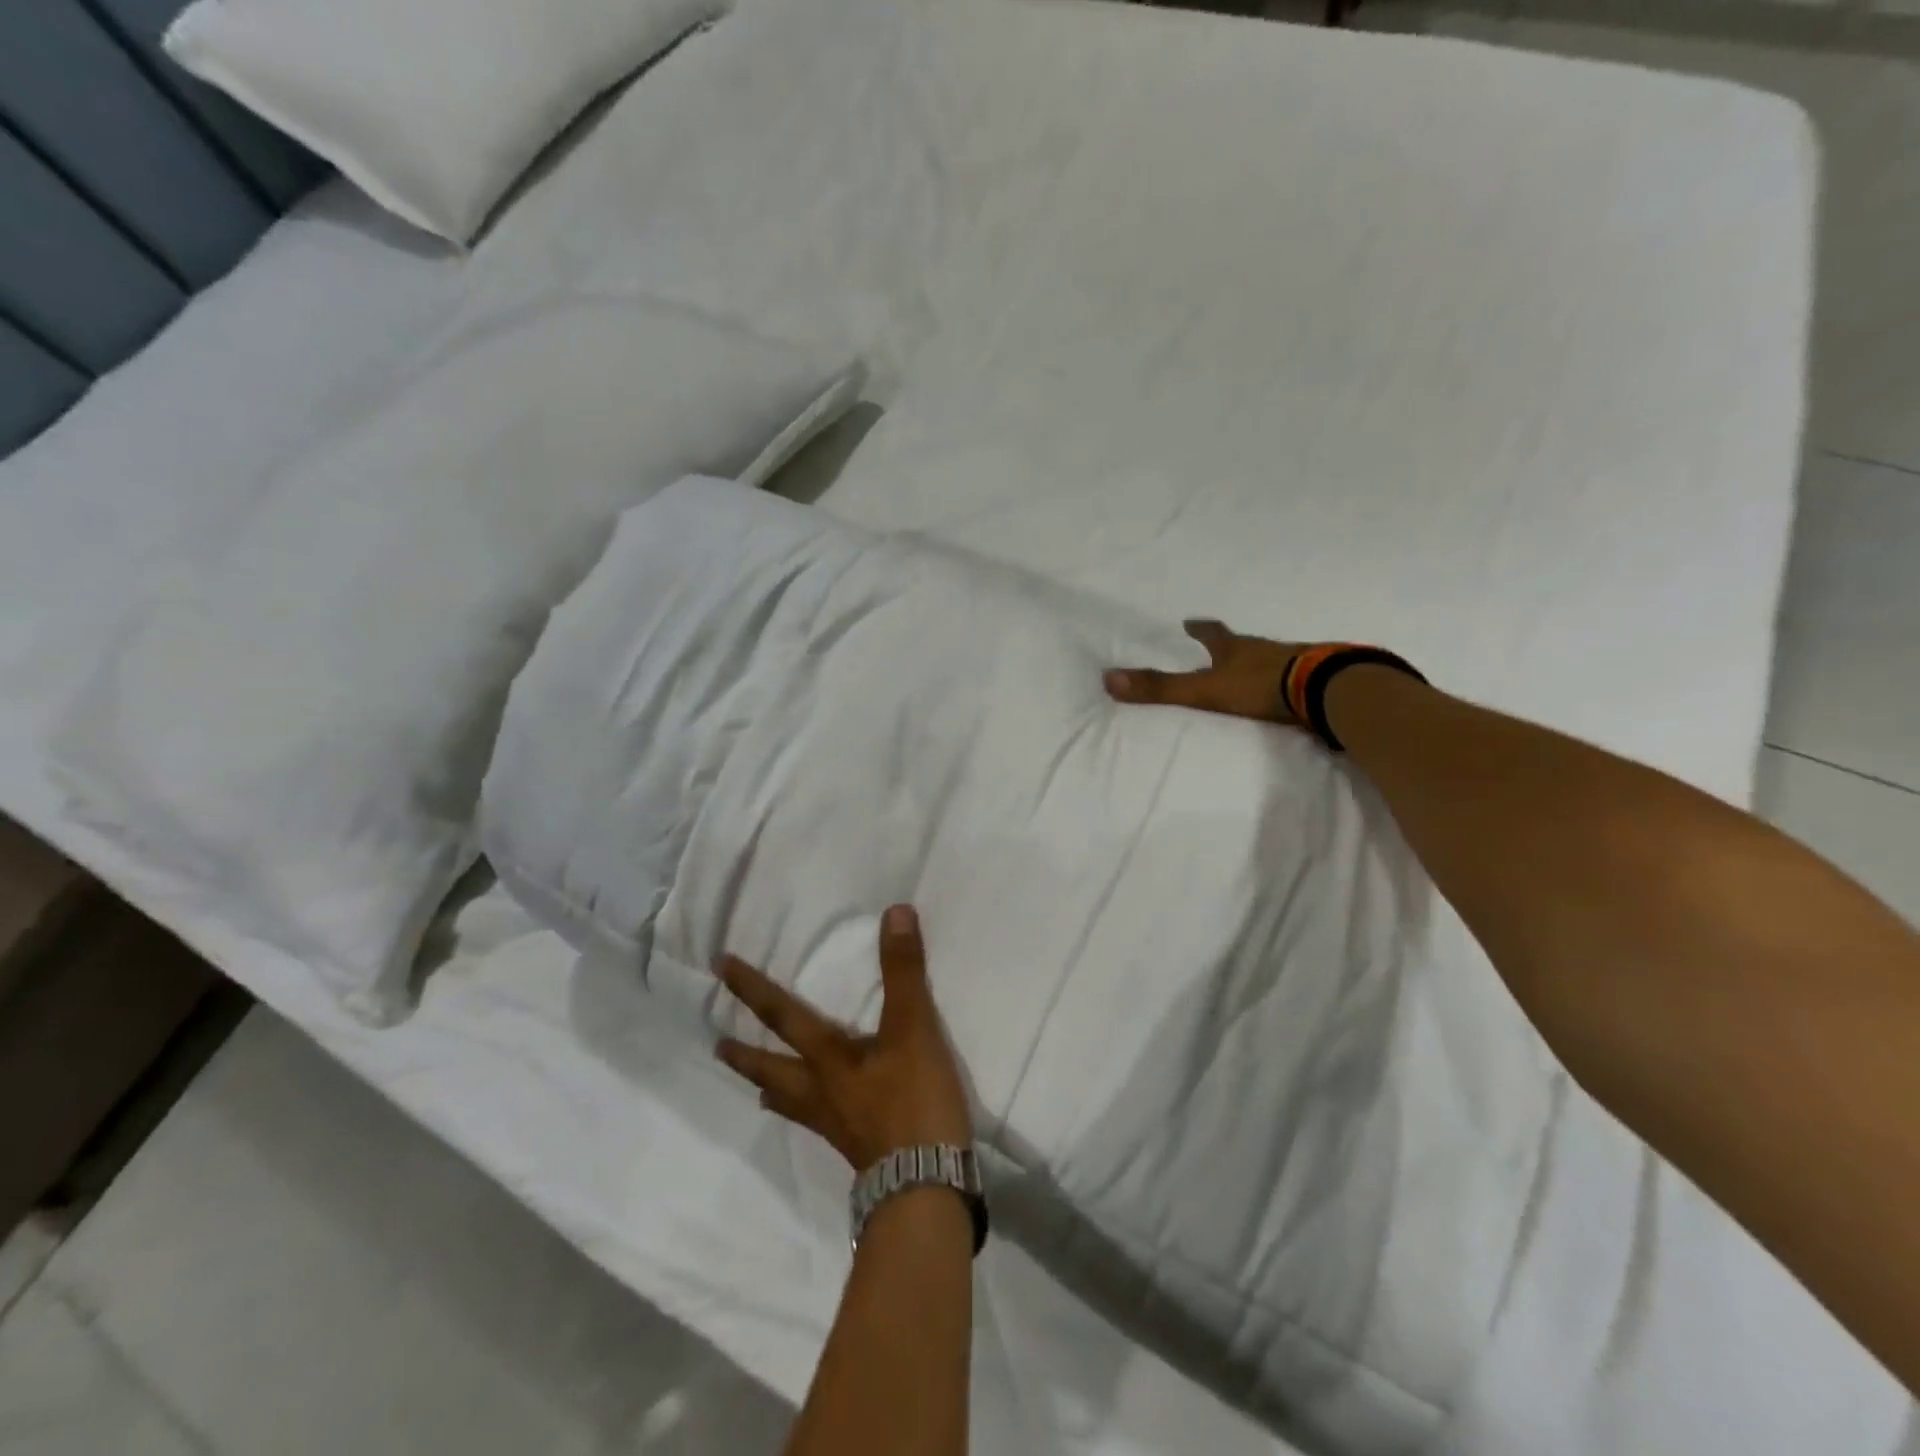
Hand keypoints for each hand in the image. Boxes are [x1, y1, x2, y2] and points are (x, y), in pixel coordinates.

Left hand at [716, 904, 972, 1171]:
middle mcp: (820, 1091)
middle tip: (717, 1046)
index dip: (751, 989)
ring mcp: (834, 1124)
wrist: (924, 1185)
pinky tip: (818, 1117)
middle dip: (744, 1055)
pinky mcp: (854, 1146)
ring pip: (791, 1102)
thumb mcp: (913, 1028)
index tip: (719, 968)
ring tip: (756, 1087)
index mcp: (826, 1059)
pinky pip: (816, 1122)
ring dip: (769, 1087)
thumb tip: (895, 913)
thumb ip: (903, 971)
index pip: (781, 1015)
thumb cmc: (913, 1101)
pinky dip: (804, 1112)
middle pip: (771, 1070)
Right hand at [1104, 619, 1307, 725]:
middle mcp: (1264, 649)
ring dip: (1260, 663)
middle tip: (1222, 647)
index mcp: (1236, 649)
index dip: (1199, 628)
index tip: (1189, 622)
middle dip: (1231, 646)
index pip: (1212, 633)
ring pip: (1272, 658)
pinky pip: (1298, 677)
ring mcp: (1295, 661)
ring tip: (1254, 672)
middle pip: (1243, 643)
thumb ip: (1161, 689)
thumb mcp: (1204, 689)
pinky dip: (1289, 682)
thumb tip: (1108, 679)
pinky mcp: (1319, 679)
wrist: (1325, 690)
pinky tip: (1290, 693)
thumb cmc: (1260, 686)